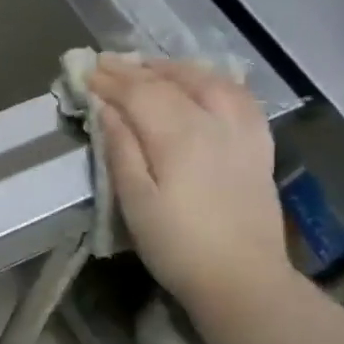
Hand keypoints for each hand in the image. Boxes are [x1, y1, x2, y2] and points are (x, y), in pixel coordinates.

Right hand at [87, 55, 291, 310]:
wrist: (243, 280)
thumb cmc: (178, 247)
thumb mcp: (136, 203)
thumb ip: (121, 149)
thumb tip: (106, 108)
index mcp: (179, 136)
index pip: (139, 93)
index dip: (109, 81)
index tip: (85, 72)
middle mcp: (214, 121)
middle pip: (170, 81)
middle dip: (135, 70)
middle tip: (106, 64)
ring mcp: (242, 131)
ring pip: (208, 80)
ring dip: (174, 68)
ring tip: (149, 67)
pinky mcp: (259, 145)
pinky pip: (239, 96)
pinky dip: (214, 80)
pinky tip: (204, 82)